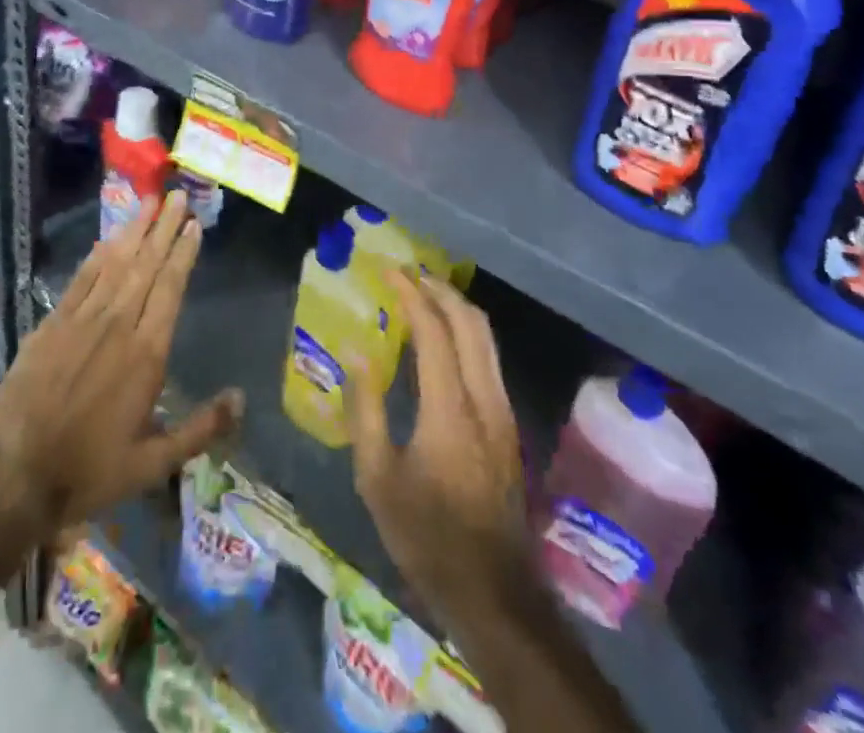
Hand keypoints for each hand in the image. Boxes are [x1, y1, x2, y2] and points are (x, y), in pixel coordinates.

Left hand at [0, 190, 242, 540]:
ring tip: (150, 202)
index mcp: (146, 353)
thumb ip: (201, 429)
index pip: (170, 288)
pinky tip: (109, 238)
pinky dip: (98, 255)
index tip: (194, 225)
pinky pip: (81, 279)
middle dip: (164, 228)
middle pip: (145, 265)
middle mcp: (116, 325)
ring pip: (114, 263)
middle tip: (178, 196)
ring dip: (134, 230)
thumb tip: (241, 398)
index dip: (183, 253)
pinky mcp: (52, 324)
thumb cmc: (91, 470)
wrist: (15, 476)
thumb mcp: (155, 462)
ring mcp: (81, 321)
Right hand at [343, 272, 531, 634]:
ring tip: (425, 296)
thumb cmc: (425, 535)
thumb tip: (355, 352)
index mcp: (450, 408)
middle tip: (408, 274)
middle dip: (440, 289)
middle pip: (471, 322)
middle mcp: (484, 398)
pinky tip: (444, 340)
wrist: (492, 591)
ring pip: (487, 338)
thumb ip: (365, 408)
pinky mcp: (509, 426)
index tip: (388, 271)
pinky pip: (489, 359)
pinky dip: (467, 333)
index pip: (434, 330)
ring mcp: (503, 412)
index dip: (411, 294)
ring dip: (457, 308)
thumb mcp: (377, 477)